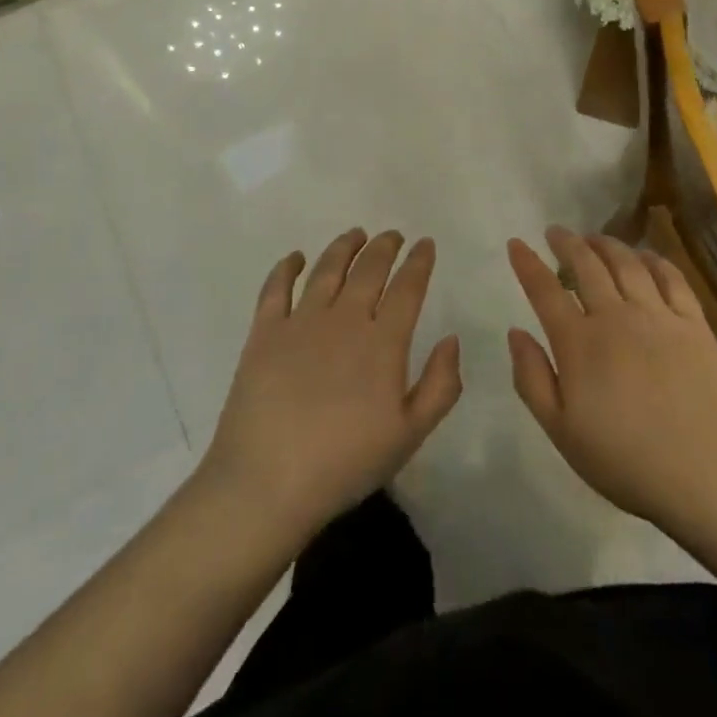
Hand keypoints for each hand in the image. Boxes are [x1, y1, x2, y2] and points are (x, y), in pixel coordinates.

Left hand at [200, 229, 461, 538]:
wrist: (268, 482)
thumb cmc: (345, 463)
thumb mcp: (409, 434)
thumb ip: (440, 385)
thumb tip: (451, 339)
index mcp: (383, 342)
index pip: (407, 288)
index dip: (419, 262)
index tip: (425, 244)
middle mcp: (344, 319)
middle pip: (369, 269)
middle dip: (385, 246)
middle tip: (393, 235)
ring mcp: (301, 322)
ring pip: (327, 269)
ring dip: (344, 246)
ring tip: (355, 234)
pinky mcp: (265, 333)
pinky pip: (276, 288)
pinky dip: (287, 267)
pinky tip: (296, 258)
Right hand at [507, 227, 716, 530]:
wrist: (707, 471)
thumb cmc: (625, 459)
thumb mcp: (561, 431)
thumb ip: (532, 379)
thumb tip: (516, 332)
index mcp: (579, 342)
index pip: (545, 290)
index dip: (528, 263)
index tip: (516, 243)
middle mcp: (615, 316)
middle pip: (586, 265)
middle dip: (567, 243)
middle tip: (556, 232)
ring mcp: (658, 315)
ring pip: (627, 263)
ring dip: (606, 244)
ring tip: (594, 238)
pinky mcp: (694, 322)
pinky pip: (671, 277)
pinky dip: (653, 260)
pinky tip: (645, 256)